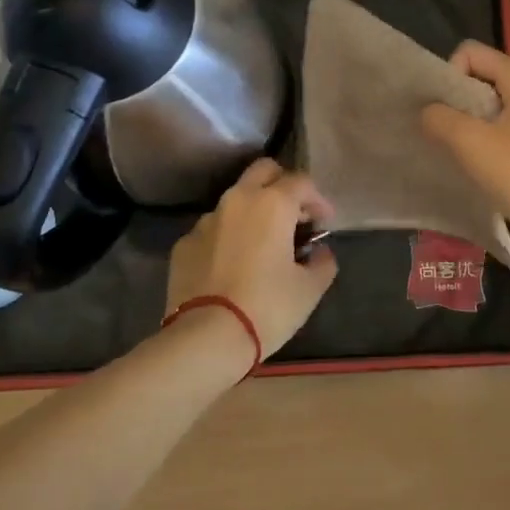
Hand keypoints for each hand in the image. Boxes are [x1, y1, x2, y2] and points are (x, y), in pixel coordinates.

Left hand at [164, 158, 337, 363]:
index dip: (318, 199)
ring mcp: (206, 220)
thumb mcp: (309, 289)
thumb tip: (321, 252)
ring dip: (253, 211)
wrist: (205, 338)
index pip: (301, 182)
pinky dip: (228, 237)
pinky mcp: (184, 244)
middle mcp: (238, 200)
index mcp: (272, 204)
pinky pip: (213, 229)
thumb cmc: (267, 308)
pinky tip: (233, 265)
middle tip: (294, 214)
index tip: (325, 222)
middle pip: (263, 171)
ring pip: (235, 199)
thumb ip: (322, 263)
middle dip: (282, 184)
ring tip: (263, 242)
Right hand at [420, 41, 509, 252]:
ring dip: (470, 121)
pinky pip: (506, 124)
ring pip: (493, 102)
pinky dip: (488, 136)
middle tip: (445, 132)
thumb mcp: (471, 144)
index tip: (443, 111)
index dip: (449, 75)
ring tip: (460, 150)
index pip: (471, 52)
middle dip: (457, 99)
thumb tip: (427, 111)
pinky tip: (481, 163)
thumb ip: (440, 118)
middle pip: (482, 75)